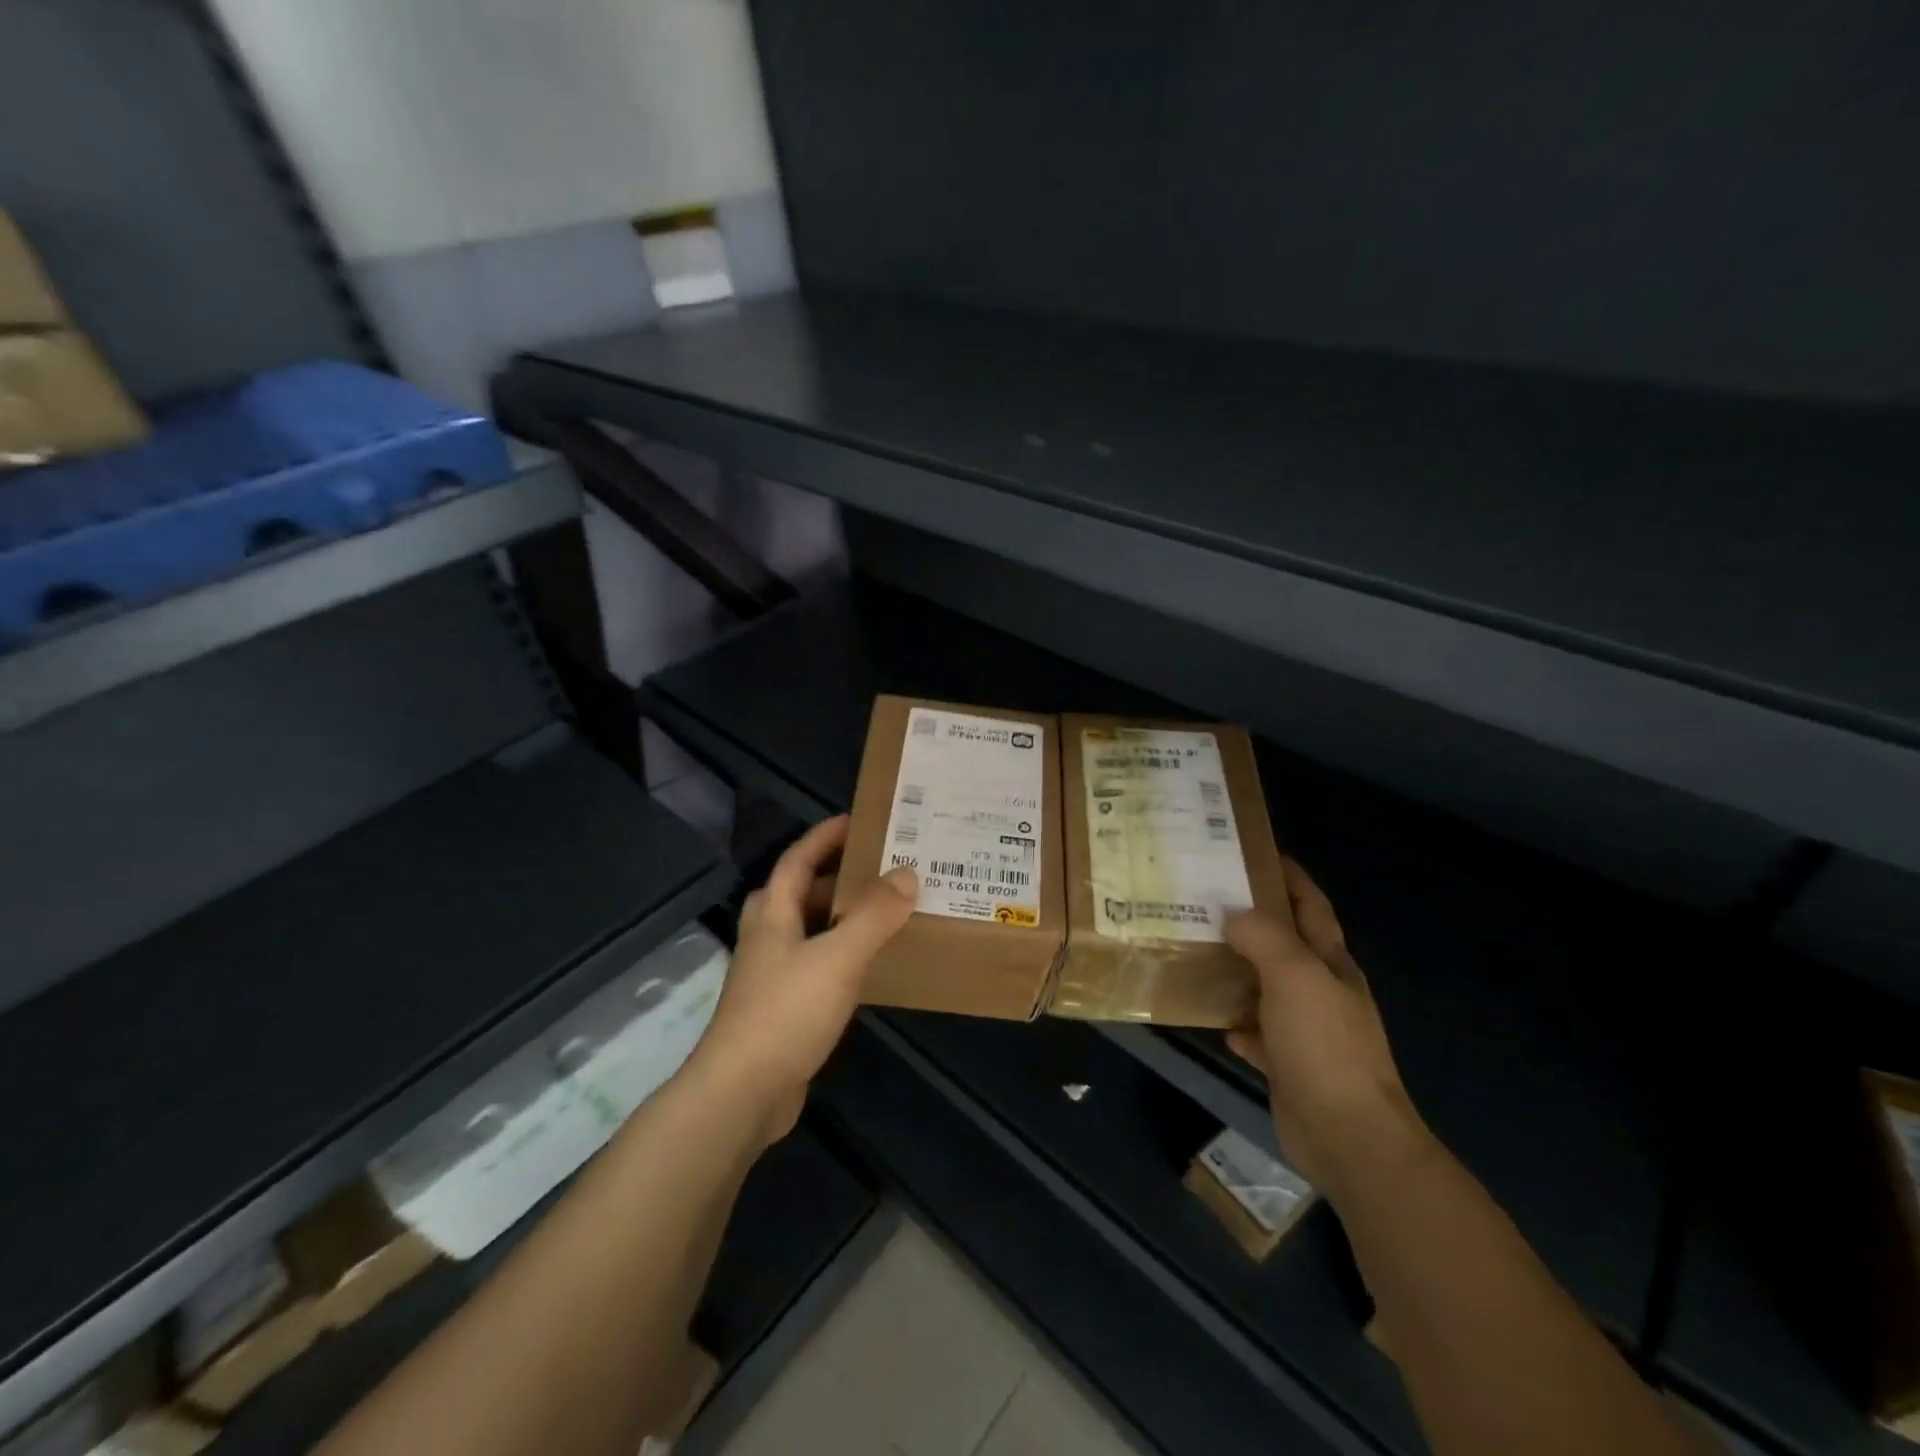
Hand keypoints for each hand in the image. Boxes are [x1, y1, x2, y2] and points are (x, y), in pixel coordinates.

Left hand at [691, 816, 917, 1141]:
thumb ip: (873, 915)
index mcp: (773, 914)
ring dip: (839, 916)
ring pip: (807, 930)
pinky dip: (840, 954)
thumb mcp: (838, 956)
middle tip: (877, 868)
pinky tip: (867, 966)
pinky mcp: (781, 1009)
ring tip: (881, 911)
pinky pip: (815, 965)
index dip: (823, 837)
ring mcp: (771, 976)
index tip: (856, 821)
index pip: (797, 860)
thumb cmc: (787, 1012)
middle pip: (798, 893)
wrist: (742, 1093)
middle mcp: (767, 938)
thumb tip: (907, 874)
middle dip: (834, 876)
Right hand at [1225, 858, 1433, 1199]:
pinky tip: (1212, 1015)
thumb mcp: (1295, 976)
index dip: (1288, 876)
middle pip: (1284, 943)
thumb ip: (1264, 937)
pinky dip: (1236, 1021)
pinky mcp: (1287, 1064)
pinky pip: (1256, 1032)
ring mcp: (1305, 1029)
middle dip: (1251, 919)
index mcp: (1330, 963)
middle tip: (1204, 898)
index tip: (1252, 852)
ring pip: (1265, 986)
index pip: (1311, 905)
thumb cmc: (1324, 1046)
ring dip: (1236, 969)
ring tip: (1195, 948)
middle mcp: (1320, 990)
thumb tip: (1233, 915)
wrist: (1349, 1137)